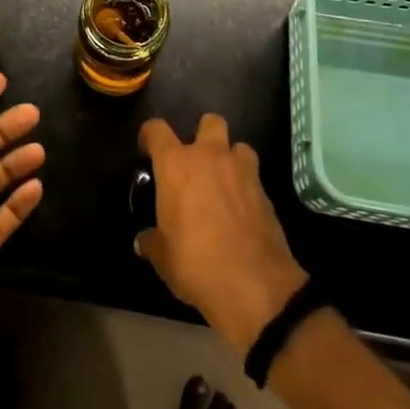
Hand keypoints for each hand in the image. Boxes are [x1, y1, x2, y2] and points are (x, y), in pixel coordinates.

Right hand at [137, 114, 307, 354]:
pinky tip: (241, 211)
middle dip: (203, 134)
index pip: (156, 129)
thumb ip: (152, 242)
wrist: (255, 286)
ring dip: (231, 159)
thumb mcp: (163, 258)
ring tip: (224, 183)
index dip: (149, 135)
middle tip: (196, 162)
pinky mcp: (266, 193)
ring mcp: (242, 171)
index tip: (147, 150)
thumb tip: (143, 241)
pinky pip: (253, 177)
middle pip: (210, 121)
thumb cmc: (196, 264)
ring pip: (239, 146)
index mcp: (176, 164)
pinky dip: (247, 188)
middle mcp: (210, 157)